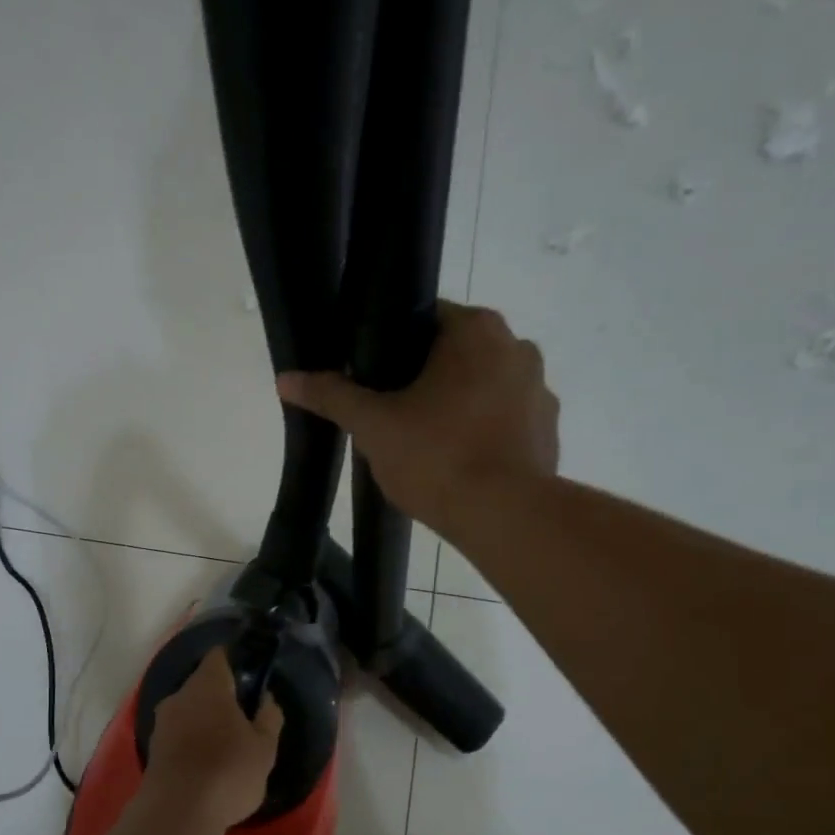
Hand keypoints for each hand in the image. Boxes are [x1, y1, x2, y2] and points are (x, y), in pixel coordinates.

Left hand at [144, 648, 283, 826]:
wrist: (177, 812)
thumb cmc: (228, 771)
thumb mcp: (264, 748)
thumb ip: (269, 718)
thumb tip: (266, 699)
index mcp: (208, 686)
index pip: (218, 657)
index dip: (234, 662)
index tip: (249, 678)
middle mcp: (179, 696)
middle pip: (201, 685)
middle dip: (220, 697)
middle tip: (243, 718)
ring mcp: (161, 722)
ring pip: (187, 710)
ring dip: (204, 721)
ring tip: (225, 745)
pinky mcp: (152, 748)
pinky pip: (177, 734)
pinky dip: (190, 741)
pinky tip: (205, 763)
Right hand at [275, 302, 558, 542]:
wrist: (504, 516)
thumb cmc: (436, 457)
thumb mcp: (373, 425)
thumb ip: (331, 396)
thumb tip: (286, 378)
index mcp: (475, 330)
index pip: (424, 318)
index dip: (392, 346)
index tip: (372, 378)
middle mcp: (517, 347)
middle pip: (455, 353)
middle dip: (424, 379)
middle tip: (391, 415)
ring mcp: (540, 389)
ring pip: (483, 387)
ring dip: (457, 405)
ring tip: (426, 445)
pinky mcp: (549, 430)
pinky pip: (506, 420)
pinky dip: (484, 433)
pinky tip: (460, 464)